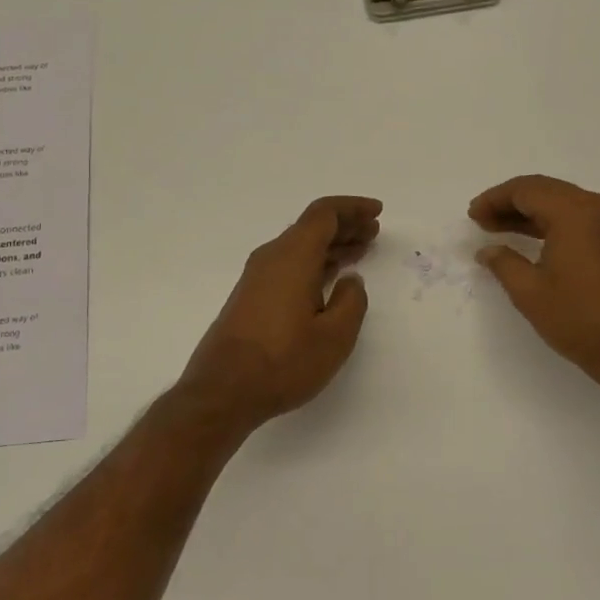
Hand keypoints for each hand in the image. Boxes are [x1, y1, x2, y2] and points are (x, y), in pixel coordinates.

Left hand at [177, 196, 381, 430]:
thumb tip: (350, 280)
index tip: (377, 212)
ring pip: (300, 247)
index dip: (352, 208)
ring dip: (331, 246)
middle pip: (311, 227)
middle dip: (345, 226)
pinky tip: (329, 279)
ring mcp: (257, 278)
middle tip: (373, 232)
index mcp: (293, 257)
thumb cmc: (283, 362)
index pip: (324, 214)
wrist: (222, 391)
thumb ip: (351, 301)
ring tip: (359, 252)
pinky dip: (314, 263)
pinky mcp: (250, 297)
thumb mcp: (334, 336)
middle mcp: (272, 258)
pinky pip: (289, 265)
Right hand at [470, 175, 599, 389]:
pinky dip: (552, 222)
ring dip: (530, 212)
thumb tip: (487, 251)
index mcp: (574, 212)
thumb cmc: (578, 319)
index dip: (495, 199)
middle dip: (510, 202)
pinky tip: (531, 239)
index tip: (473, 214)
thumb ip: (503, 262)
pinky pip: (578, 217)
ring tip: (498, 228)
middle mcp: (597, 207)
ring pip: (562, 202)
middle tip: (482, 219)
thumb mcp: (529, 291)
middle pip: (545, 190)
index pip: (526, 190)